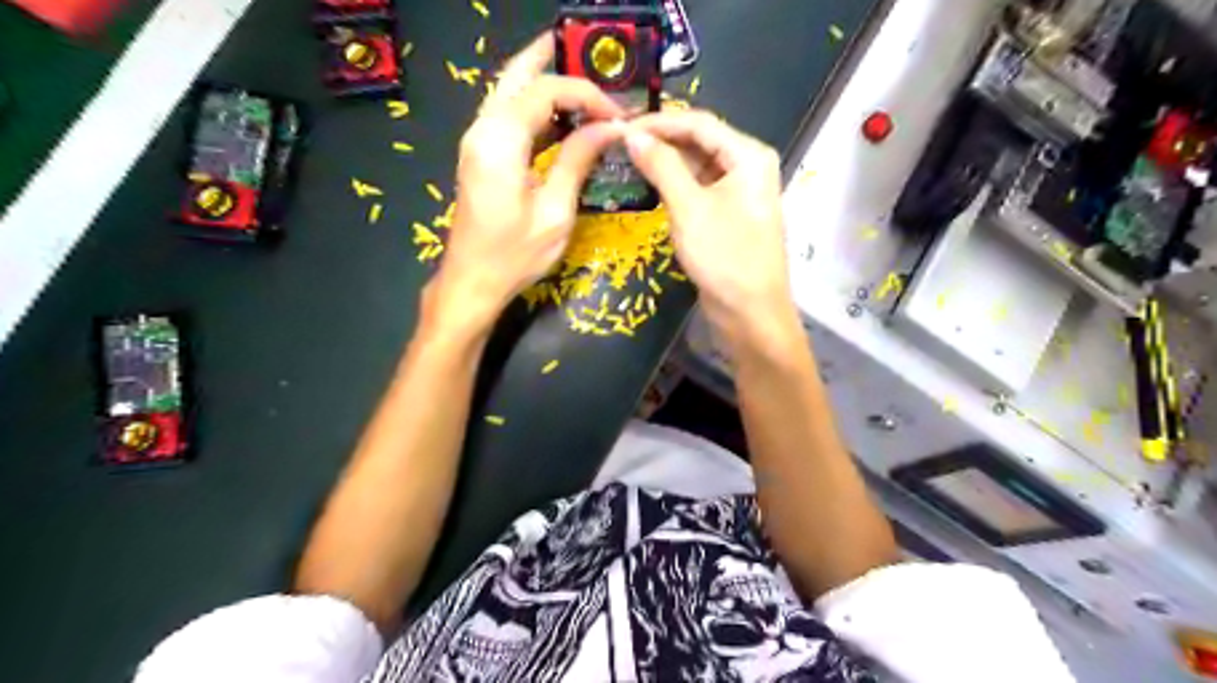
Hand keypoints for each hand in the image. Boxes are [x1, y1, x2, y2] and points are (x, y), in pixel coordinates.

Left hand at [428, 33, 620, 332]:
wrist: (471, 282)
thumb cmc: (514, 256)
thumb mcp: (555, 212)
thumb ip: (578, 161)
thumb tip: (609, 127)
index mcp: (500, 142)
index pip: (546, 90)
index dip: (586, 94)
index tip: (617, 115)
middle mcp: (482, 130)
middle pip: (516, 75)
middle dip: (552, 59)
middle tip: (586, 49)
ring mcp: (477, 141)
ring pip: (509, 92)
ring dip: (543, 83)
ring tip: (583, 84)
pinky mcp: (480, 156)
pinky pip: (507, 116)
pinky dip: (535, 109)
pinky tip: (562, 119)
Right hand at [622, 109, 793, 332]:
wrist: (750, 313)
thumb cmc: (724, 257)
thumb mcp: (688, 208)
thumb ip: (661, 166)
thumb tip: (632, 135)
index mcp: (749, 155)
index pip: (699, 123)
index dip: (658, 121)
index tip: (620, 124)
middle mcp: (748, 165)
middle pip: (700, 140)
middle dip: (661, 140)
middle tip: (619, 142)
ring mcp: (740, 191)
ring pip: (698, 165)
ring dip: (667, 162)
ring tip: (628, 160)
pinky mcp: (729, 213)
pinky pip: (700, 188)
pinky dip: (676, 184)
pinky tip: (650, 184)